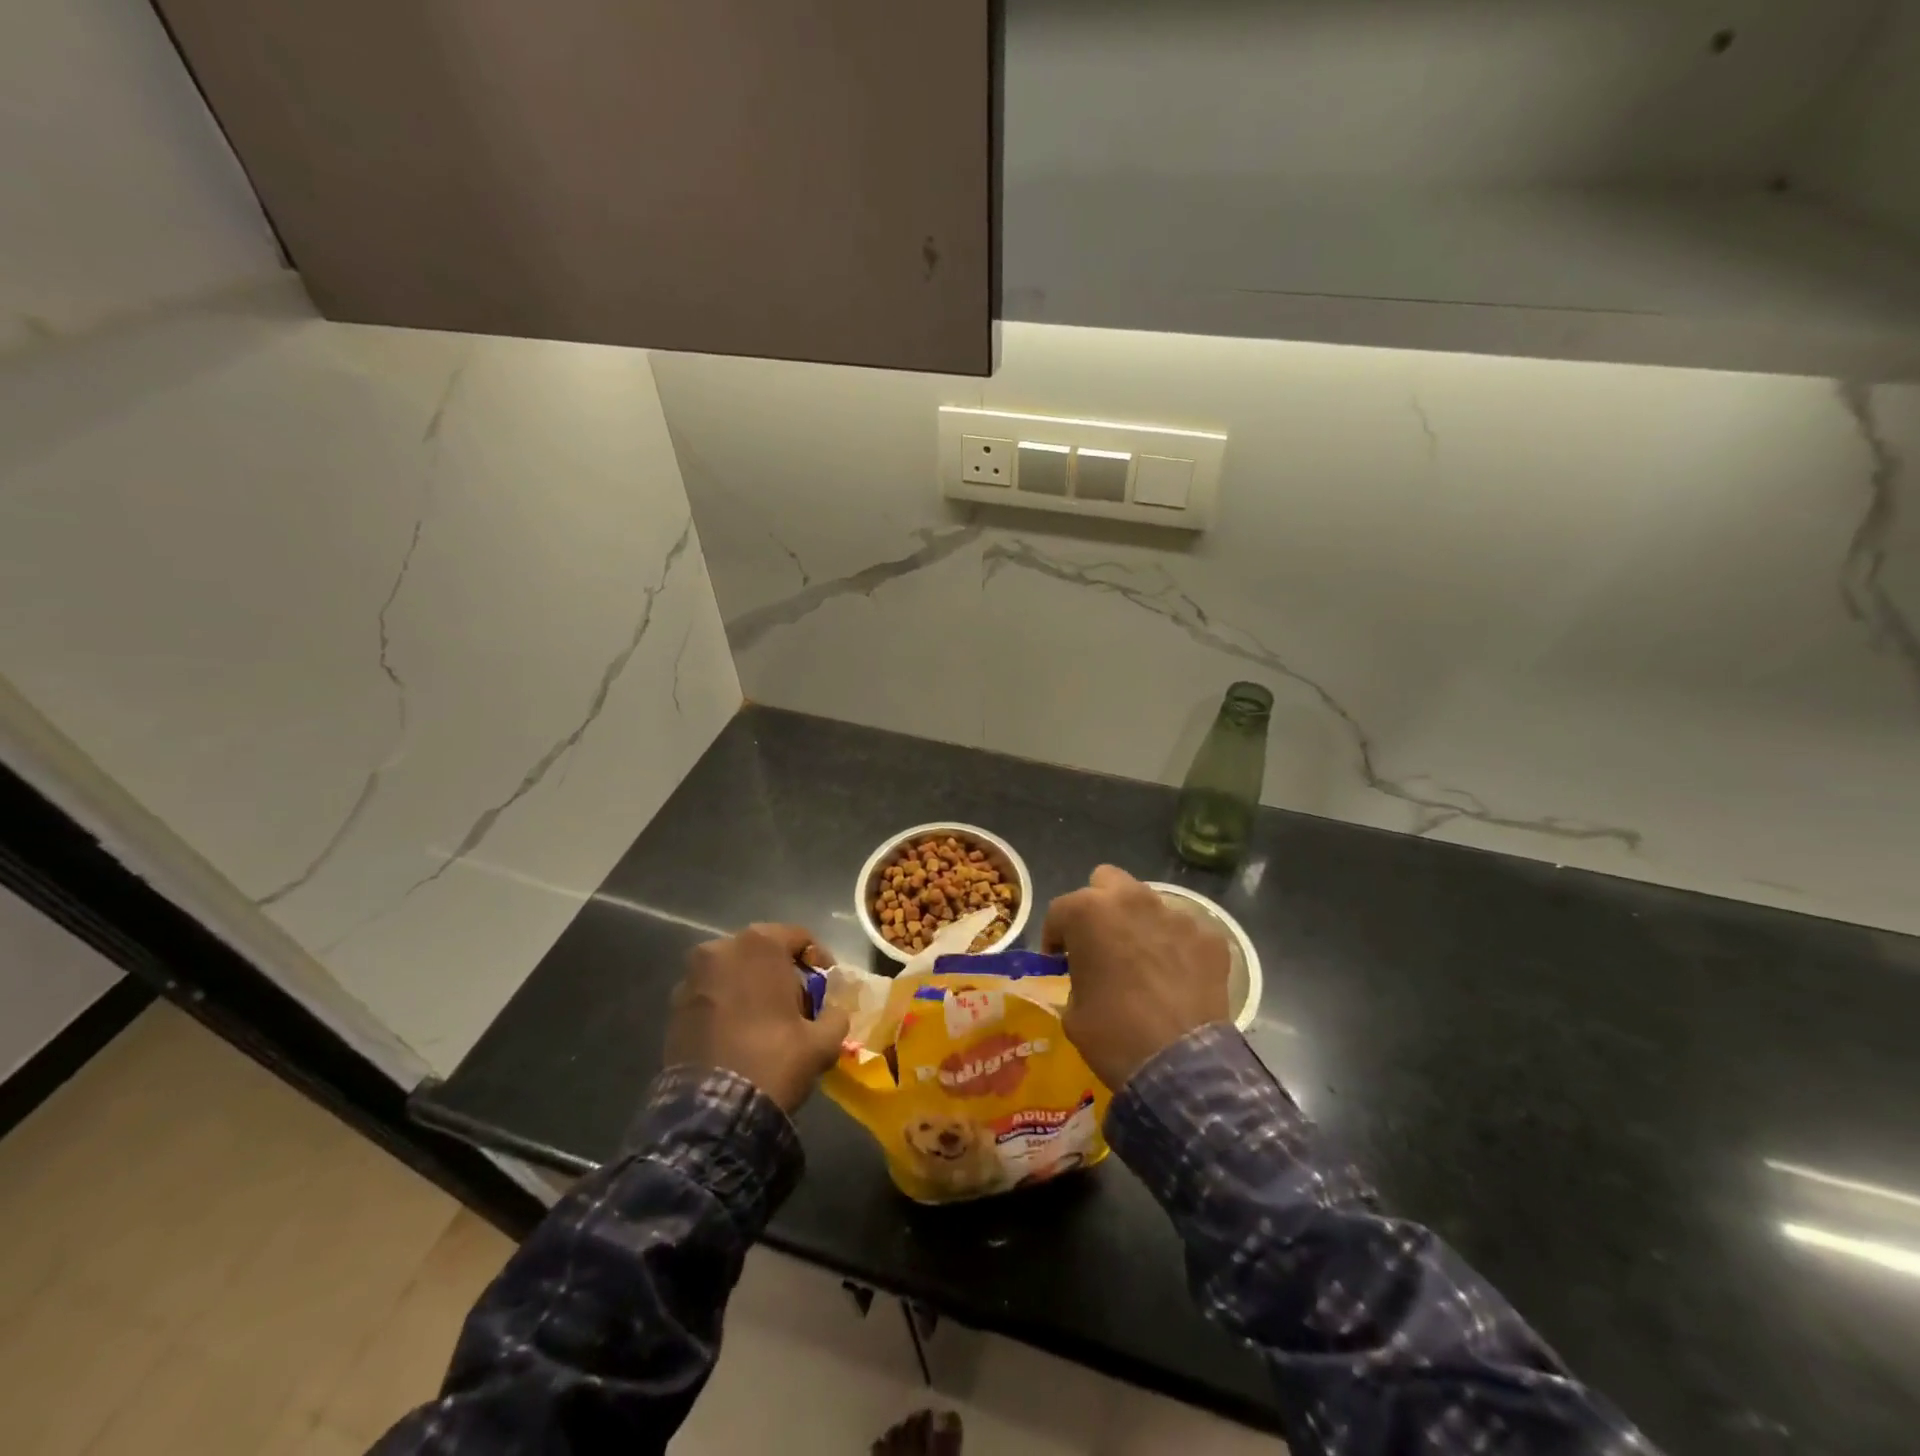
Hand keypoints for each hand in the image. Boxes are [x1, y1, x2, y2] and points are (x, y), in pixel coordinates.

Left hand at [663, 924, 851, 1114]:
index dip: (819, 961)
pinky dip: (726, 1005)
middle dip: (782, 973)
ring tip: (765, 1021)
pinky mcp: (674, 1005)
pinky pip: (711, 994)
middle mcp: (722, 948)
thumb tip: (832, 1013)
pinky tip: (738, 1035)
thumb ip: (835, 1016)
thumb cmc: (773, 1060)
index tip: (826, 989)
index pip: (800, 938)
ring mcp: (692, 976)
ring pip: (734, 972)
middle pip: (764, 952)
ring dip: (751, 988)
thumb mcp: (822, 1042)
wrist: (713, 1110)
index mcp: (760, 944)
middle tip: (798, 1006)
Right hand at [1043, 866, 1231, 1090]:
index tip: (1058, 961)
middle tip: (1100, 942)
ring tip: (1143, 961)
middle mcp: (1132, 900)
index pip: (1060, 911)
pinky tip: (1177, 978)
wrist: (1180, 1066)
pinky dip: (1177, 947)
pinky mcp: (1210, 937)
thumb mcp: (1073, 1011)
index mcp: (1088, 912)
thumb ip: (1076, 977)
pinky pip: (1185, 932)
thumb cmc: (1113, 1036)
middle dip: (1099, 906)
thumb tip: (1087, 976)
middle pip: (1106, 882)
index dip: (1055, 937)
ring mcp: (1176, 915)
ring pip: (1148, 903)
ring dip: (1139, 924)